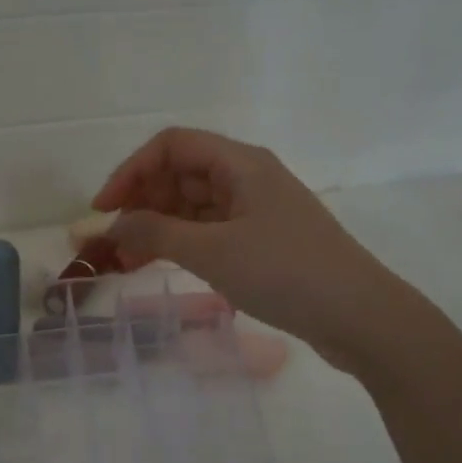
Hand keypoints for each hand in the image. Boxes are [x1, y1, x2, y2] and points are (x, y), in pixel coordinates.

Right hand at [94, 127, 414, 374]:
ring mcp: (256, 211)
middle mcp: (247, 178)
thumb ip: (155, 234)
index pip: (171, 146)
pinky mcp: (262, 242)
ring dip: (157, 228)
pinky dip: (181, 245)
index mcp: (240, 163)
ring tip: (125, 263)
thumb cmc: (285, 273)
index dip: (131, 172)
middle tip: (110, 244)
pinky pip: (210, 232)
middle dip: (140, 203)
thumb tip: (112, 227)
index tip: (102, 210)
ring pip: (193, 207)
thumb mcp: (212, 252)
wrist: (359, 316)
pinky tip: (161, 266)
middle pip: (180, 175)